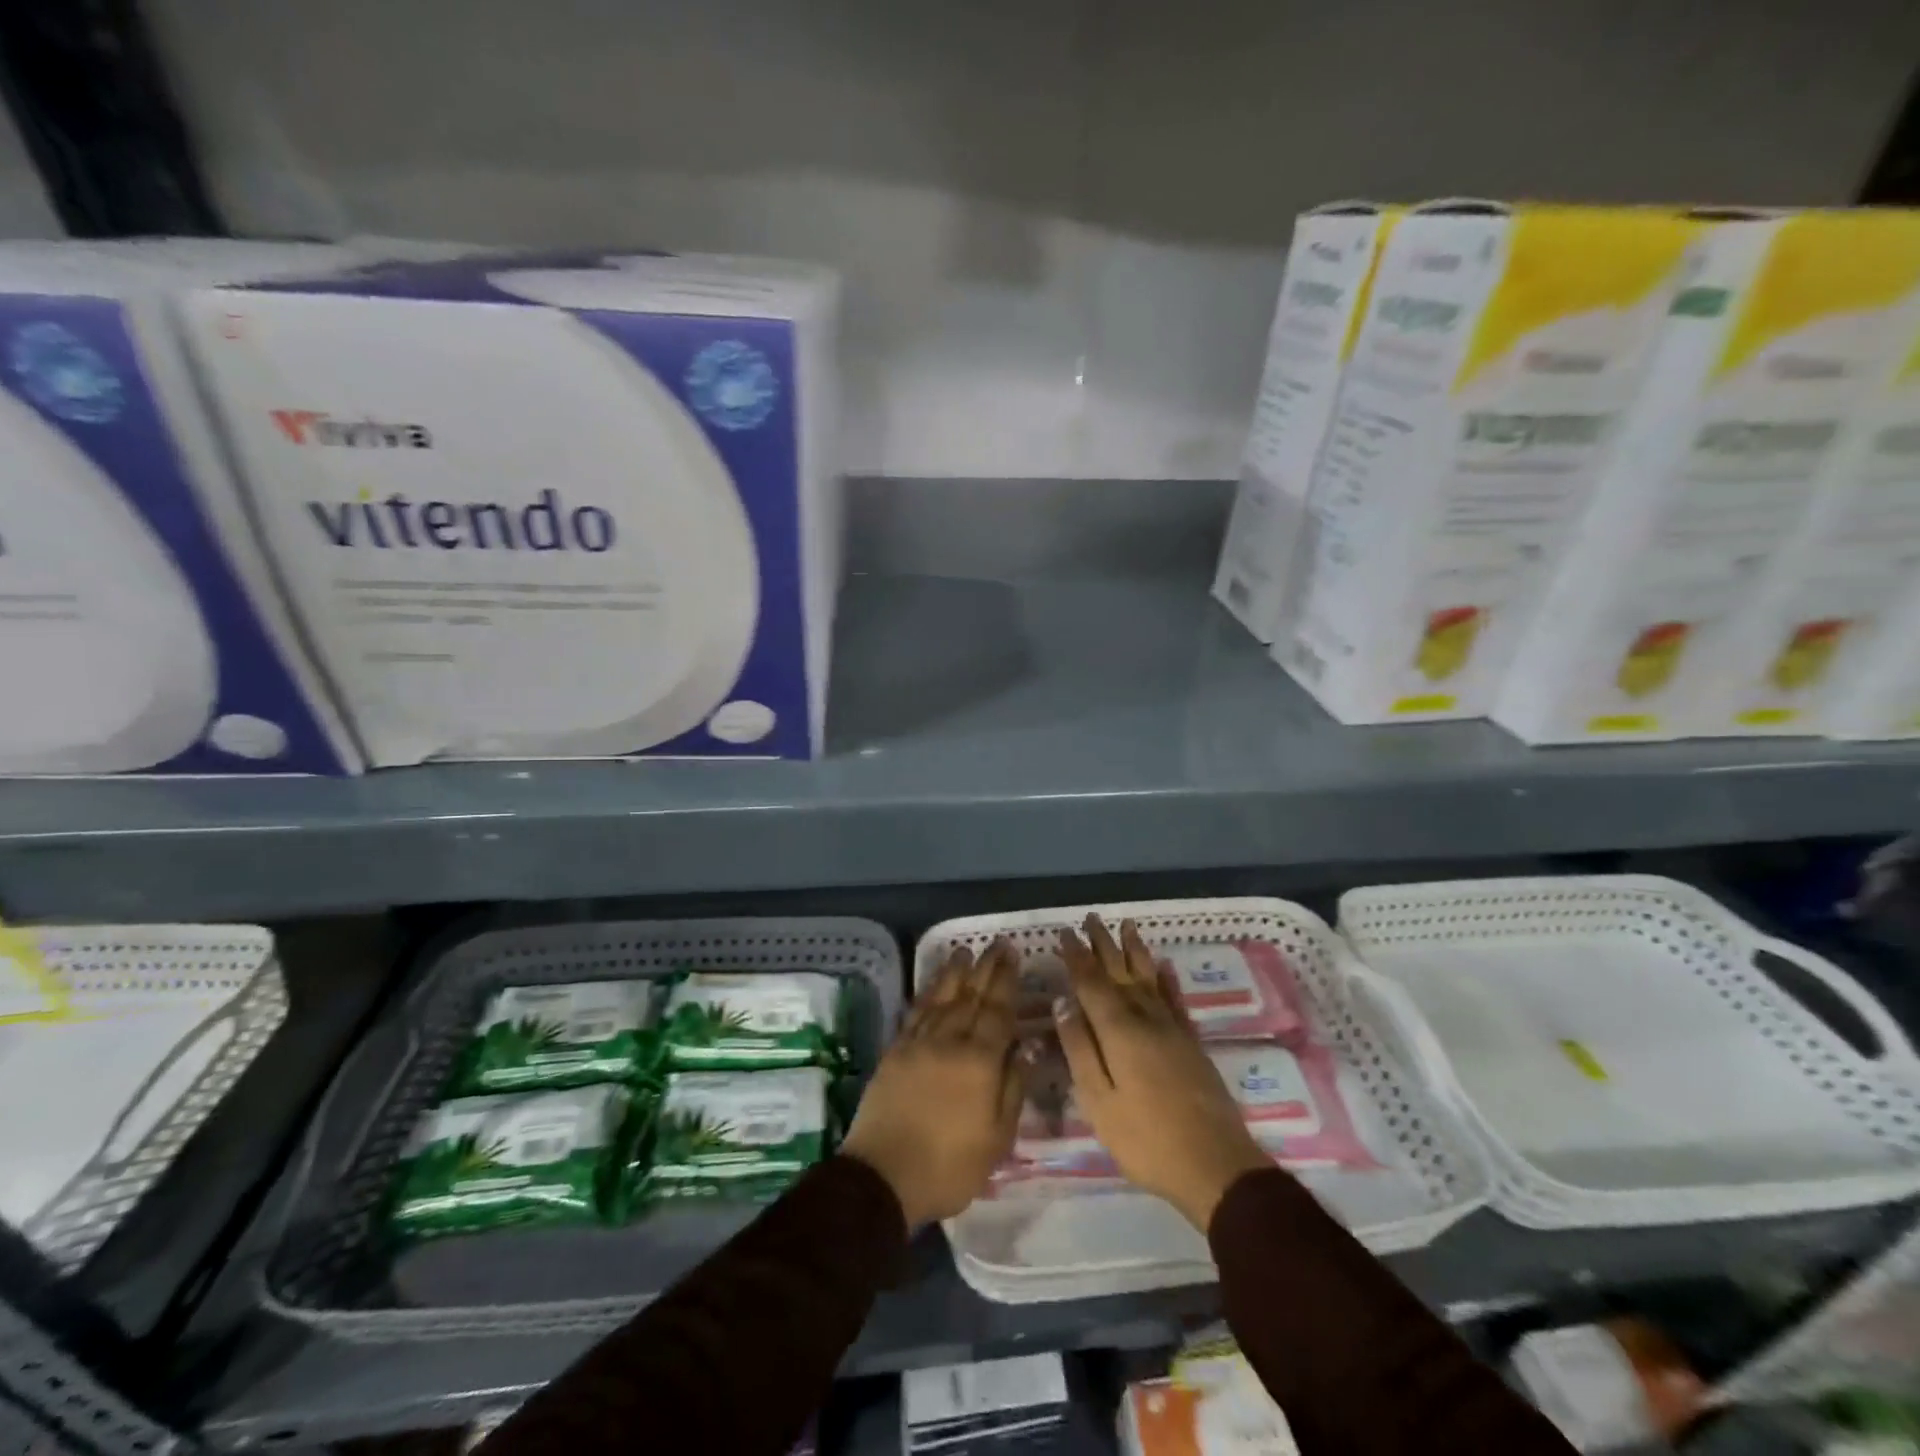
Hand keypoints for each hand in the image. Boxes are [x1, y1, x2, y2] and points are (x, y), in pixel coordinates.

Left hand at [841, 938, 1022, 1228]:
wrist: (883, 1176)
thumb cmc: (949, 1166)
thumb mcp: (996, 1138)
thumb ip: (1012, 1087)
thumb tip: (1024, 1046)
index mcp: (979, 1061)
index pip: (997, 1011)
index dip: (1007, 981)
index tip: (1014, 955)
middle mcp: (949, 1042)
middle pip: (971, 997)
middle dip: (986, 968)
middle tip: (997, 943)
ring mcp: (918, 1044)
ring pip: (941, 999)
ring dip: (954, 974)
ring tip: (965, 952)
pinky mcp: (895, 1053)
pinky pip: (915, 1014)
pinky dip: (926, 996)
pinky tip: (932, 988)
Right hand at [1054, 916, 1271, 1230]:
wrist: (1216, 1166)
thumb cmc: (1146, 1139)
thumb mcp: (1099, 1101)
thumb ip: (1080, 1049)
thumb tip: (1063, 1002)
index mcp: (1119, 1031)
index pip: (1092, 983)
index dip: (1077, 957)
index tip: (1065, 932)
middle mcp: (1146, 1019)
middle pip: (1120, 972)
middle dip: (1103, 945)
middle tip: (1091, 918)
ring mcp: (1173, 1029)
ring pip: (1149, 978)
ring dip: (1135, 952)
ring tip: (1127, 927)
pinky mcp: (1192, 1043)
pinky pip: (1175, 999)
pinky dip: (1167, 979)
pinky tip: (1163, 966)